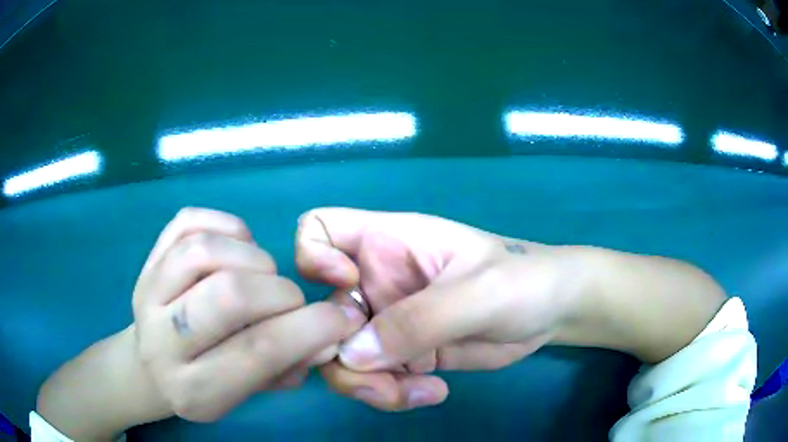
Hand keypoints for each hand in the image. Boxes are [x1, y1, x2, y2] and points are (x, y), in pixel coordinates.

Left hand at [132, 208, 362, 421]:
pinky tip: (237, 247)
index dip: (309, 329)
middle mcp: (162, 340)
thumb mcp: (244, 395)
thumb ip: (285, 368)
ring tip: (261, 274)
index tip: (341, 318)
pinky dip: (225, 225)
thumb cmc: (203, 386)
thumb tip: (328, 335)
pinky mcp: (147, 260)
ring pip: (204, 251)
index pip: (257, 352)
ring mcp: (148, 292)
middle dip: (278, 293)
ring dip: (251, 258)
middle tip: (291, 300)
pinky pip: (187, 221)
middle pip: (228, 296)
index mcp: (193, 388)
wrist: (149, 366)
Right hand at [296, 208, 577, 411]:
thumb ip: (419, 320)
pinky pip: (373, 378)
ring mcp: (388, 321)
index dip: (313, 256)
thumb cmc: (523, 280)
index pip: (321, 229)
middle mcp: (378, 280)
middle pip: (322, 313)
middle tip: (377, 377)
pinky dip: (391, 392)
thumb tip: (351, 355)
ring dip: (368, 383)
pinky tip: (432, 392)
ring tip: (415, 391)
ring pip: (343, 356)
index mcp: (389, 242)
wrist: (551, 312)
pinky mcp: (404, 354)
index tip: (344, 288)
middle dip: (339, 352)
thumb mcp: (479, 293)